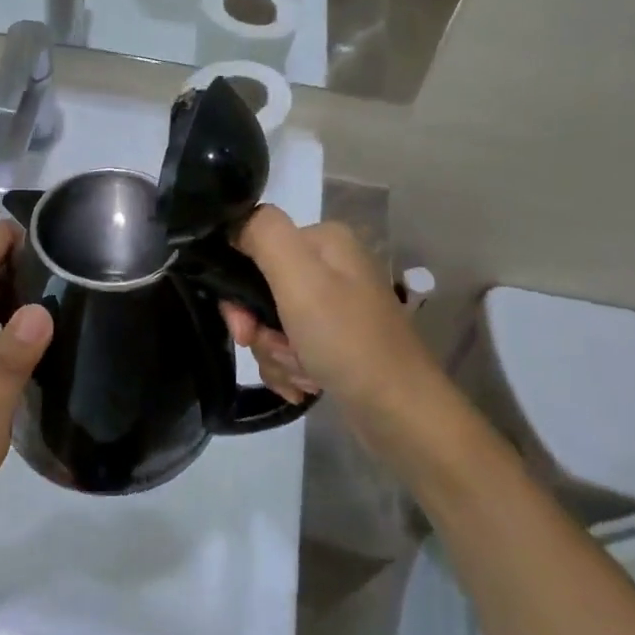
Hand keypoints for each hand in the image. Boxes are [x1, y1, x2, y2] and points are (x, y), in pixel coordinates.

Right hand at [219, 207, 434, 415]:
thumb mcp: (300, 279)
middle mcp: (330, 267)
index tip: (245, 326)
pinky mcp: (335, 341)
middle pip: (260, 291)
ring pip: (271, 325)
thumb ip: (263, 234)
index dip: (238, 290)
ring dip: (276, 355)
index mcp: (324, 241)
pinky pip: (289, 348)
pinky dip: (290, 370)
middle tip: (279, 351)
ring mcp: (333, 307)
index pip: (253, 249)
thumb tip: (233, 221)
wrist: (401, 413)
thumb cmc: (348, 341)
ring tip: (304, 374)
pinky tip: (307, 386)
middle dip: (261, 330)